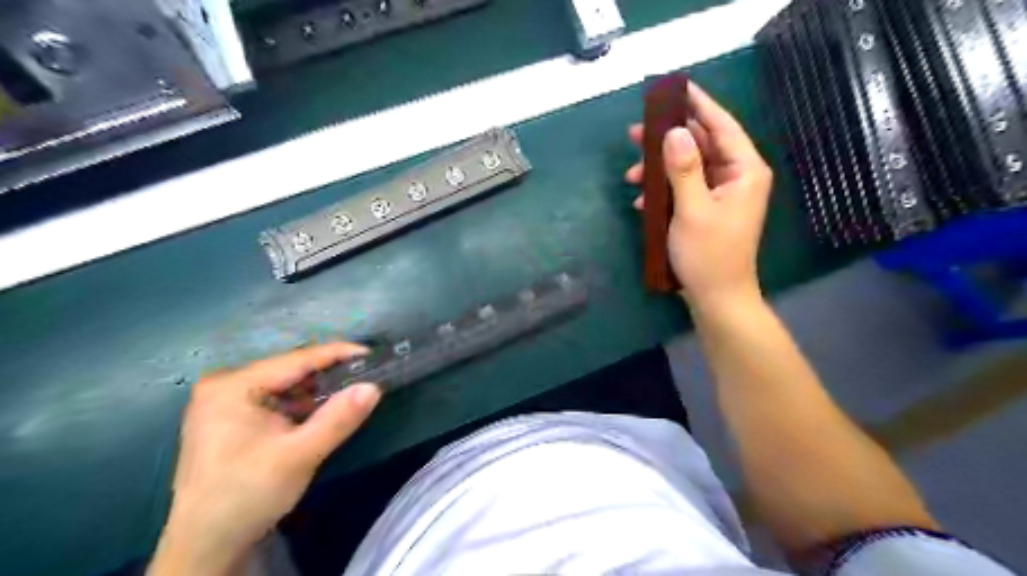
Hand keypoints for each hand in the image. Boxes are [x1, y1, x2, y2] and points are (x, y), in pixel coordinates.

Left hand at [148, 344, 379, 573]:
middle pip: (290, 370)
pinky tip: (325, 409)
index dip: (338, 353)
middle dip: (330, 373)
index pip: (297, 359)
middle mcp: (226, 385)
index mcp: (233, 386)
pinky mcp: (232, 417)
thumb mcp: (299, 456)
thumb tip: (374, 387)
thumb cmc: (247, 496)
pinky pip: (277, 399)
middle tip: (368, 373)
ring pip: (286, 385)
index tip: (373, 353)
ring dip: (318, 390)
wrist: (205, 547)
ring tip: (354, 388)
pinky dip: (303, 404)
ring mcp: (226, 401)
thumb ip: (338, 419)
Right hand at [626, 80, 769, 309]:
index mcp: (744, 170)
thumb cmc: (708, 255)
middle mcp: (736, 176)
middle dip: (667, 140)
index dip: (698, 104)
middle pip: (701, 144)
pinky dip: (664, 191)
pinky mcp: (707, 209)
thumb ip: (684, 169)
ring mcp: (721, 194)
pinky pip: (684, 188)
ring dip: (659, 169)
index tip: (675, 86)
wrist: (716, 298)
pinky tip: (642, 201)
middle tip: (634, 133)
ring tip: (631, 175)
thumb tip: (675, 132)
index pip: (721, 125)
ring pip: (688, 167)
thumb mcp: (692, 210)